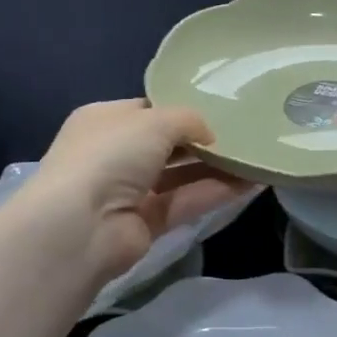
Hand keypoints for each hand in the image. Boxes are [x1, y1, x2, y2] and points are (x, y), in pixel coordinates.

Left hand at [21, 100, 256, 279]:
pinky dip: (216, 193)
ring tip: (256, 157)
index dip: (180, 110)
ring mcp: (130, 191)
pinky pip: (186, 202)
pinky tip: (250, 183)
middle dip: (202, 140)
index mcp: (105, 120)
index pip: (148, 110)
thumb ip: (188, 120)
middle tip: (244, 133)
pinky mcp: (147, 223)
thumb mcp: (154, 121)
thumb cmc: (111, 155)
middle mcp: (115, 154)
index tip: (218, 109)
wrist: (80, 227)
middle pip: (166, 144)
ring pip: (180, 175)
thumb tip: (208, 135)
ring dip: (216, 167)